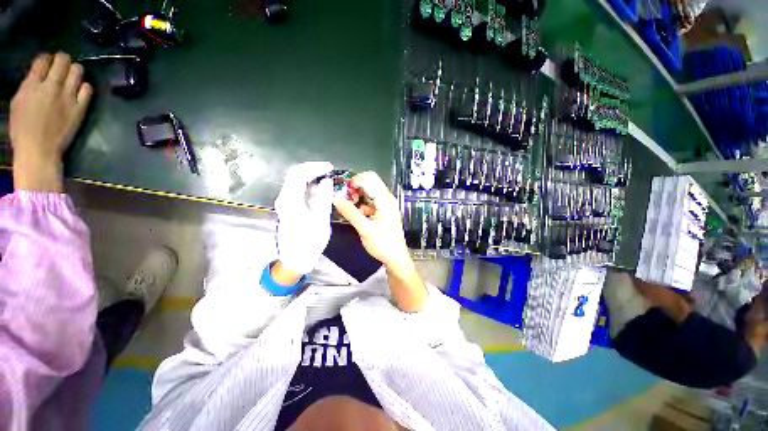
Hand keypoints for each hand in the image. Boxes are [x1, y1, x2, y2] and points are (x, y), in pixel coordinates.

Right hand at [10, 53, 92, 191]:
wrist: (39, 150)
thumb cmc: (22, 129)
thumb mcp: (18, 102)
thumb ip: (29, 86)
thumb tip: (38, 75)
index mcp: (31, 85)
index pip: (42, 60)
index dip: (46, 58)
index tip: (48, 62)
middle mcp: (51, 86)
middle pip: (63, 60)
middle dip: (63, 59)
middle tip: (61, 65)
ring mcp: (68, 97)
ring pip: (78, 70)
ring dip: (75, 70)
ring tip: (71, 77)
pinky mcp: (80, 108)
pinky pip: (88, 89)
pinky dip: (85, 86)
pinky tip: (80, 90)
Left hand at [275, 162, 334, 274]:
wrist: (296, 258)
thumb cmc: (310, 241)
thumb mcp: (321, 219)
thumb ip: (323, 198)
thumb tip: (326, 181)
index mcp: (290, 200)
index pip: (298, 174)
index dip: (314, 167)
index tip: (330, 168)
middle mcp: (284, 198)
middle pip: (295, 175)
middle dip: (312, 169)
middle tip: (329, 170)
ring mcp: (285, 202)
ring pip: (296, 181)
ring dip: (311, 177)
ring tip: (327, 178)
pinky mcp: (289, 207)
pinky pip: (298, 190)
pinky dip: (310, 186)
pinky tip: (321, 190)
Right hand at [334, 172, 425, 311]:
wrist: (395, 257)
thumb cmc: (383, 244)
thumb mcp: (365, 229)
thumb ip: (350, 213)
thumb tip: (336, 199)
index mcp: (385, 200)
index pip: (369, 179)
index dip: (354, 181)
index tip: (343, 191)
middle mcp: (387, 198)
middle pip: (370, 181)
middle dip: (356, 186)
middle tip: (346, 198)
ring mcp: (386, 204)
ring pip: (370, 190)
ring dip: (358, 195)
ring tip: (350, 207)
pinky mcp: (383, 210)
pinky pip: (371, 200)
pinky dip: (362, 203)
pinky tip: (358, 214)